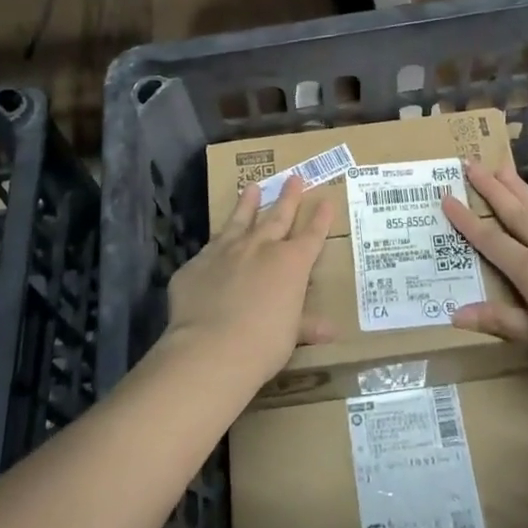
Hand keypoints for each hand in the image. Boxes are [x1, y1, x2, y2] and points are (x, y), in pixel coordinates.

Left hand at [163, 174, 336, 381]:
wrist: (210, 349)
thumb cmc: (263, 344)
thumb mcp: (291, 335)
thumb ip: (306, 325)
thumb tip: (331, 330)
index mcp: (291, 263)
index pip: (311, 235)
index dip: (320, 219)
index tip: (326, 201)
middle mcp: (260, 248)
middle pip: (278, 216)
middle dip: (288, 198)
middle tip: (294, 178)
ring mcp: (225, 251)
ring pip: (240, 220)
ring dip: (247, 203)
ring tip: (252, 186)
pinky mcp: (196, 264)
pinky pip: (208, 250)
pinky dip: (215, 245)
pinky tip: (214, 242)